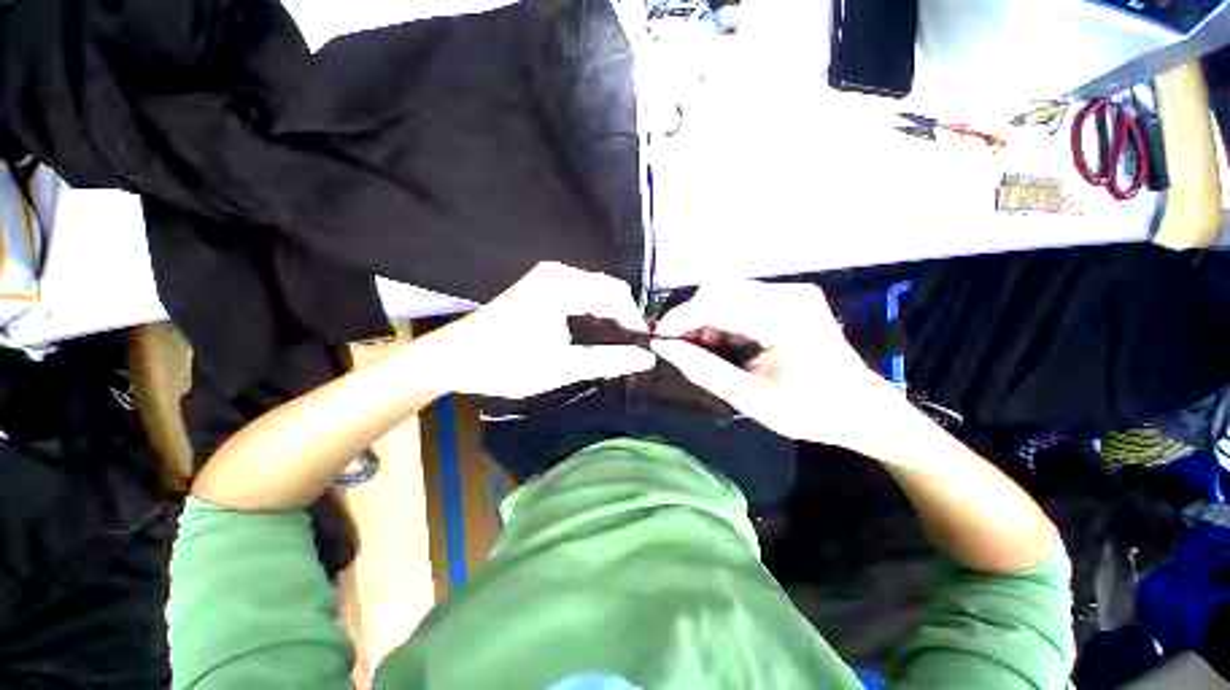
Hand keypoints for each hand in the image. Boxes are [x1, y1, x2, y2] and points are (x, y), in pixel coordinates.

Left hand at [416, 262, 655, 398]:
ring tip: (615, 346)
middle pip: (608, 289)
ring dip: (608, 316)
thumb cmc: (507, 364)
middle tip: (630, 350)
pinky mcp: (541, 286)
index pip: (617, 295)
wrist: (454, 358)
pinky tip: (593, 334)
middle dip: (623, 318)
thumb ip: (609, 361)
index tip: (644, 348)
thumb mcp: (563, 367)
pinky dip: (592, 313)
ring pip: (595, 292)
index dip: (635, 321)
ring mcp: (547, 277)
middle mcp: (558, 273)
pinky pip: (580, 294)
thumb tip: (647, 358)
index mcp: (563, 285)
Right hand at [650, 281, 899, 449]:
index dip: (680, 318)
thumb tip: (664, 349)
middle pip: (719, 290)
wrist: (863, 410)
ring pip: (728, 292)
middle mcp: (789, 294)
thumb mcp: (750, 399)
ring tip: (701, 348)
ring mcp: (792, 293)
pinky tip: (722, 341)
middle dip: (691, 317)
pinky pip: (742, 299)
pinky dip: (723, 318)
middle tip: (679, 347)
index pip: (716, 302)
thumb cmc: (811, 412)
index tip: (659, 339)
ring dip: (706, 318)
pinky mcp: (790, 298)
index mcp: (784, 318)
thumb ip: (703, 370)